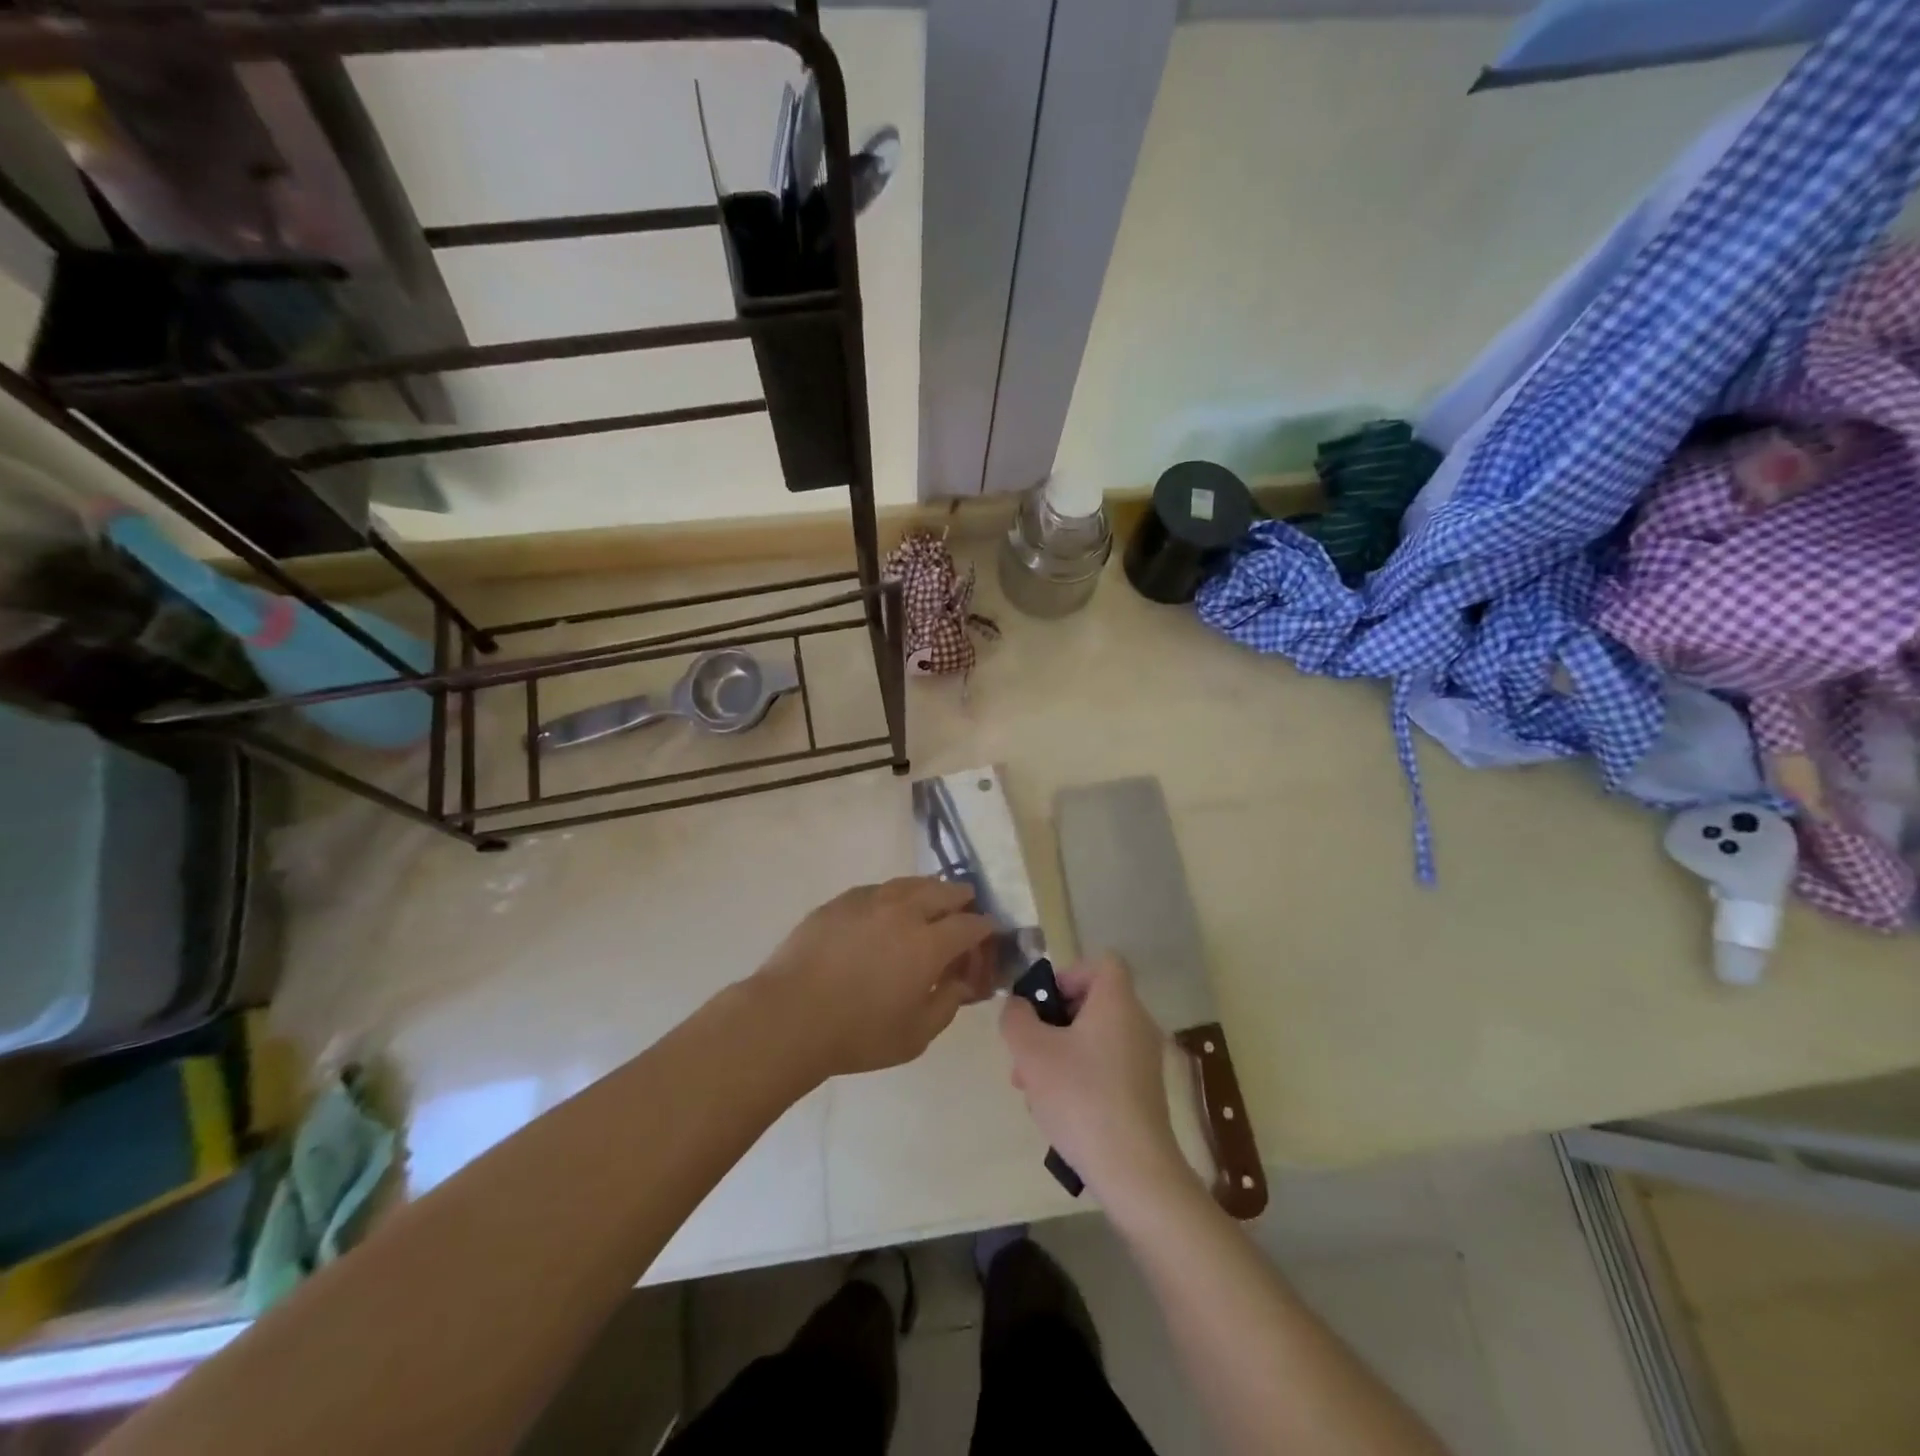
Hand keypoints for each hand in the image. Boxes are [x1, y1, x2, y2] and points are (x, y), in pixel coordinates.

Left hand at [758, 877, 996, 1079]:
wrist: (789, 1016)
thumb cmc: (858, 1033)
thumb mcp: (916, 1035)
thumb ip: (948, 1003)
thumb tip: (962, 981)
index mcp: (929, 943)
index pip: (971, 925)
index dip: (986, 928)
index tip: (990, 934)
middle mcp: (904, 911)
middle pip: (944, 891)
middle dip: (962, 899)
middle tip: (965, 910)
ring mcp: (869, 900)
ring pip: (910, 883)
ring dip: (929, 891)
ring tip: (931, 903)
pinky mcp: (840, 901)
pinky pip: (878, 889)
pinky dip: (894, 895)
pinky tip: (888, 910)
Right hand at [999, 956, 1190, 1205]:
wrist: (1133, 1170)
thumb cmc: (1080, 1096)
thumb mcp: (1031, 1051)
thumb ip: (1016, 1018)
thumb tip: (1019, 1006)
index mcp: (1117, 1002)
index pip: (1101, 963)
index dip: (1068, 974)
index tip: (1043, 1005)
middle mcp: (1137, 1023)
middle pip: (1090, 1004)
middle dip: (1050, 1024)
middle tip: (1024, 1051)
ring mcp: (1143, 1060)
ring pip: (1092, 1040)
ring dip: (1057, 1054)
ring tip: (1029, 1088)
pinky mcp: (1143, 1093)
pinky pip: (1104, 1068)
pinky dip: (1078, 1078)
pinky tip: (1054, 1111)